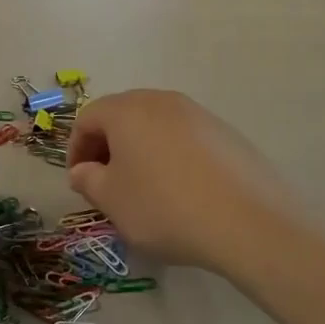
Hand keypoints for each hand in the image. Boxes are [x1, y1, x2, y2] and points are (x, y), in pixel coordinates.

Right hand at [66, 90, 300, 271]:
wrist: (248, 222)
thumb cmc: (165, 207)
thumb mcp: (113, 201)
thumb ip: (89, 180)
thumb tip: (84, 170)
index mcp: (127, 110)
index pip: (88, 118)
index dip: (76, 149)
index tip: (80, 181)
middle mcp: (162, 100)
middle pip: (122, 116)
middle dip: (108, 146)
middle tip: (106, 182)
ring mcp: (198, 114)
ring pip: (155, 125)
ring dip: (140, 150)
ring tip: (144, 188)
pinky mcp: (226, 133)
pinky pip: (185, 138)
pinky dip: (172, 156)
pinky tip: (181, 190)